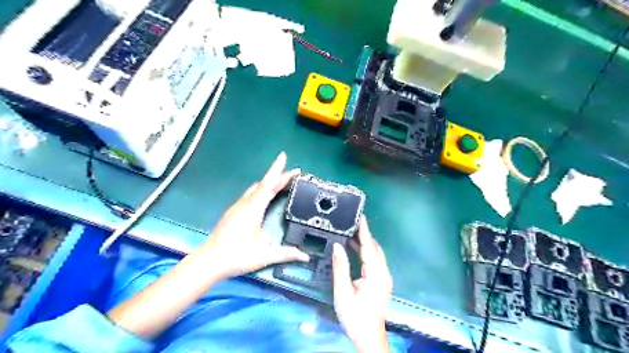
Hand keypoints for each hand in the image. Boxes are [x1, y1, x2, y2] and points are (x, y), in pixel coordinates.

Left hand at [198, 151, 308, 278]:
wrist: (209, 262)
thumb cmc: (237, 256)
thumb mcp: (264, 255)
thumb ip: (286, 253)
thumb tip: (306, 256)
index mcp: (253, 208)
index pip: (268, 184)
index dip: (277, 170)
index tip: (283, 156)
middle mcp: (245, 204)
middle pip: (263, 184)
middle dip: (278, 176)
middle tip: (293, 173)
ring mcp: (237, 207)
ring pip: (256, 189)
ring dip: (269, 183)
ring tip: (282, 183)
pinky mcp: (233, 213)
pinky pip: (251, 195)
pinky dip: (262, 190)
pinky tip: (266, 197)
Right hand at [331, 218, 391, 352]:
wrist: (368, 336)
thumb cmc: (355, 316)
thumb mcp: (343, 292)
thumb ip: (340, 267)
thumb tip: (337, 245)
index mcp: (375, 274)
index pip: (369, 247)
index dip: (364, 231)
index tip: (360, 217)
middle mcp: (383, 273)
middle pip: (374, 248)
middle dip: (365, 234)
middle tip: (352, 221)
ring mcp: (384, 277)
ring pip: (375, 253)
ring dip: (365, 242)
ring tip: (351, 231)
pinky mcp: (381, 281)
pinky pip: (374, 260)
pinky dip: (365, 251)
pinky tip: (354, 248)